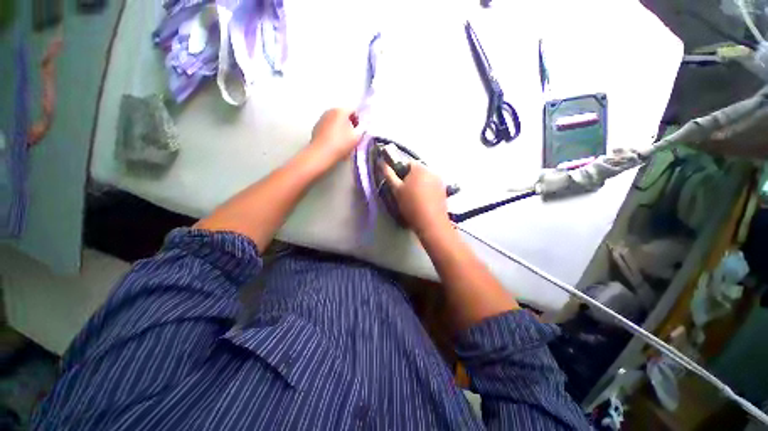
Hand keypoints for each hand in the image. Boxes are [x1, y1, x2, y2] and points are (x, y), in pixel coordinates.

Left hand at [309, 108, 360, 164]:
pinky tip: (335, 144)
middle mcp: (329, 111)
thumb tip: (362, 127)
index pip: (354, 111)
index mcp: (340, 111)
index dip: (359, 120)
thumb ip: (362, 129)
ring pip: (336, 122)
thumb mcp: (357, 137)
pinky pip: (329, 128)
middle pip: (344, 115)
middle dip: (350, 124)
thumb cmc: (340, 144)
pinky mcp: (316, 128)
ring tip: (344, 142)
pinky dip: (333, 133)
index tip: (360, 130)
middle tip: (353, 136)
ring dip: (341, 129)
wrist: (321, 154)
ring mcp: (321, 119)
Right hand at [380, 161, 450, 236]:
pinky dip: (427, 191)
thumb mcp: (396, 190)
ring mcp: (440, 181)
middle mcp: (432, 171)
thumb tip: (382, 162)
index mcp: (419, 168)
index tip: (398, 185)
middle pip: (417, 171)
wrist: (431, 223)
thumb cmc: (411, 205)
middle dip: (410, 179)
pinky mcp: (444, 191)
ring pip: (425, 179)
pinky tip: (423, 202)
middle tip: (405, 193)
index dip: (400, 173)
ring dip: (419, 185)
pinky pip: (432, 186)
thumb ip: (389, 175)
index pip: (407, 163)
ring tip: (415, 199)